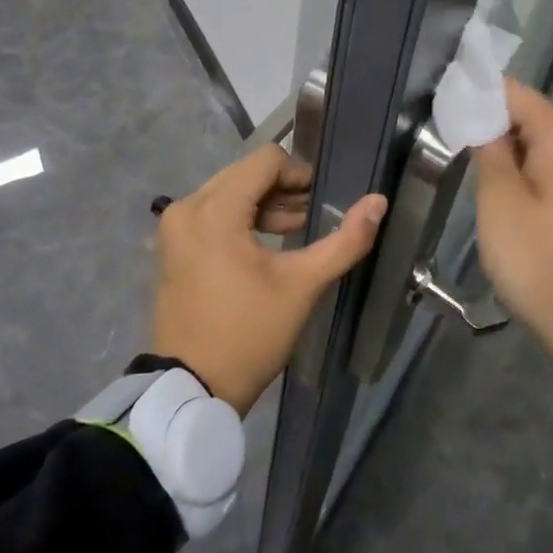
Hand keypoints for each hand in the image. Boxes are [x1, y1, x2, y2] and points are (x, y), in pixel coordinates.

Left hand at [151, 145, 385, 415]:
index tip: (322, 200)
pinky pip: (212, 213)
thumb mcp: (302, 286)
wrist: (190, 391)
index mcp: (215, 209)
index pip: (265, 160)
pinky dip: (241, 219)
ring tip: (299, 228)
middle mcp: (187, 206)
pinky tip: (268, 243)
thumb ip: (345, 240)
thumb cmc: (248, 333)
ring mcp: (175, 227)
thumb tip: (379, 202)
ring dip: (264, 205)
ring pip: (229, 192)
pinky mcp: (173, 246)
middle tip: (314, 215)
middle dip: (283, 190)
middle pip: (246, 174)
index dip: (300, 174)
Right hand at [474, 79, 552, 442]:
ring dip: (509, 154)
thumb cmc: (543, 264)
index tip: (441, 106)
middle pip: (529, 117)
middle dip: (491, 126)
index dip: (475, 95)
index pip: (512, 92)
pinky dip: (530, 175)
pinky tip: (507, 198)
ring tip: (472, 170)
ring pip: (542, 146)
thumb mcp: (500, 203)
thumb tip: (481, 116)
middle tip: (450, 144)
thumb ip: (488, 150)